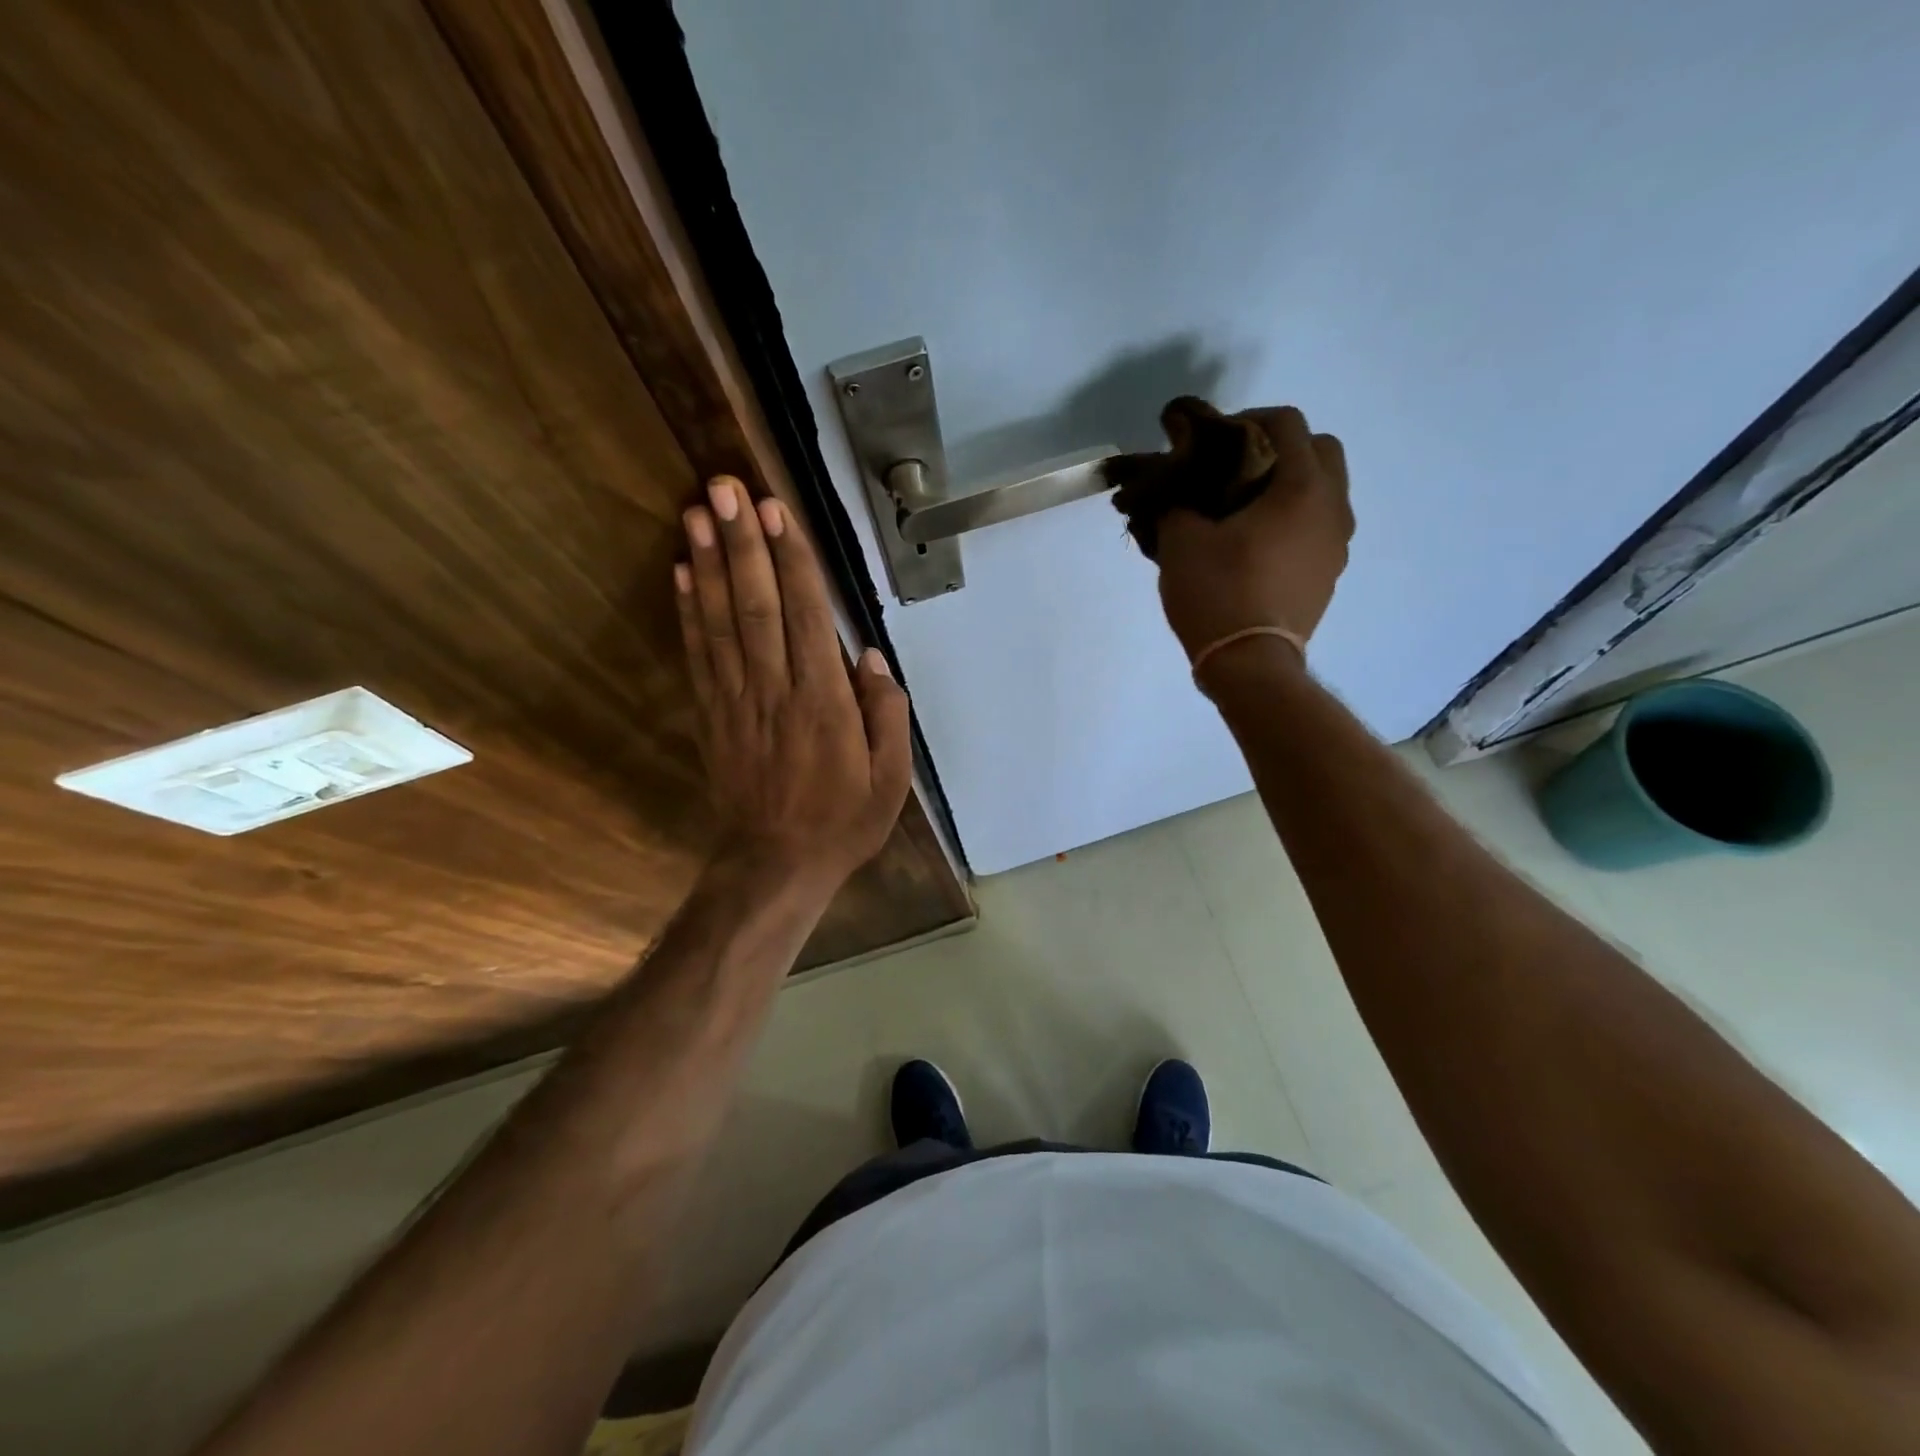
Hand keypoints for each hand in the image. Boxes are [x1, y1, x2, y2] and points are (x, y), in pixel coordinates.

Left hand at [676, 477, 910, 892]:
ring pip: (721, 622)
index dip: (791, 561)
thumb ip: (886, 714)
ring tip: (696, 512)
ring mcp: (737, 701)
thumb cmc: (842, 821)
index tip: (777, 511)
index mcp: (824, 703)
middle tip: (725, 487)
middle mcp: (775, 691)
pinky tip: (682, 573)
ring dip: (709, 564)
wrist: (776, 865)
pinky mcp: (712, 714)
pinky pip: (698, 655)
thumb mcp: (891, 778)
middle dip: (742, 543)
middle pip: (757, 606)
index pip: (807, 617)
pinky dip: (688, 611)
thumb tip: (868, 657)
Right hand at [1154, 405, 1353, 670]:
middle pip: (1322, 451)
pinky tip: (1257, 545)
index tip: (1216, 438)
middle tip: (1239, 468)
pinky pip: (1318, 529)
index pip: (1288, 423)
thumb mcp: (1181, 542)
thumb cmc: (1218, 593)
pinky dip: (1294, 522)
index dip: (1249, 418)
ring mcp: (1337, 545)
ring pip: (1325, 493)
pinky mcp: (1329, 576)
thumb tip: (1176, 490)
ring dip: (1291, 487)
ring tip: (1246, 509)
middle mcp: (1333, 508)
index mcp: (1302, 487)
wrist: (1250, 664)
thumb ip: (1178, 503)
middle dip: (1283, 448)